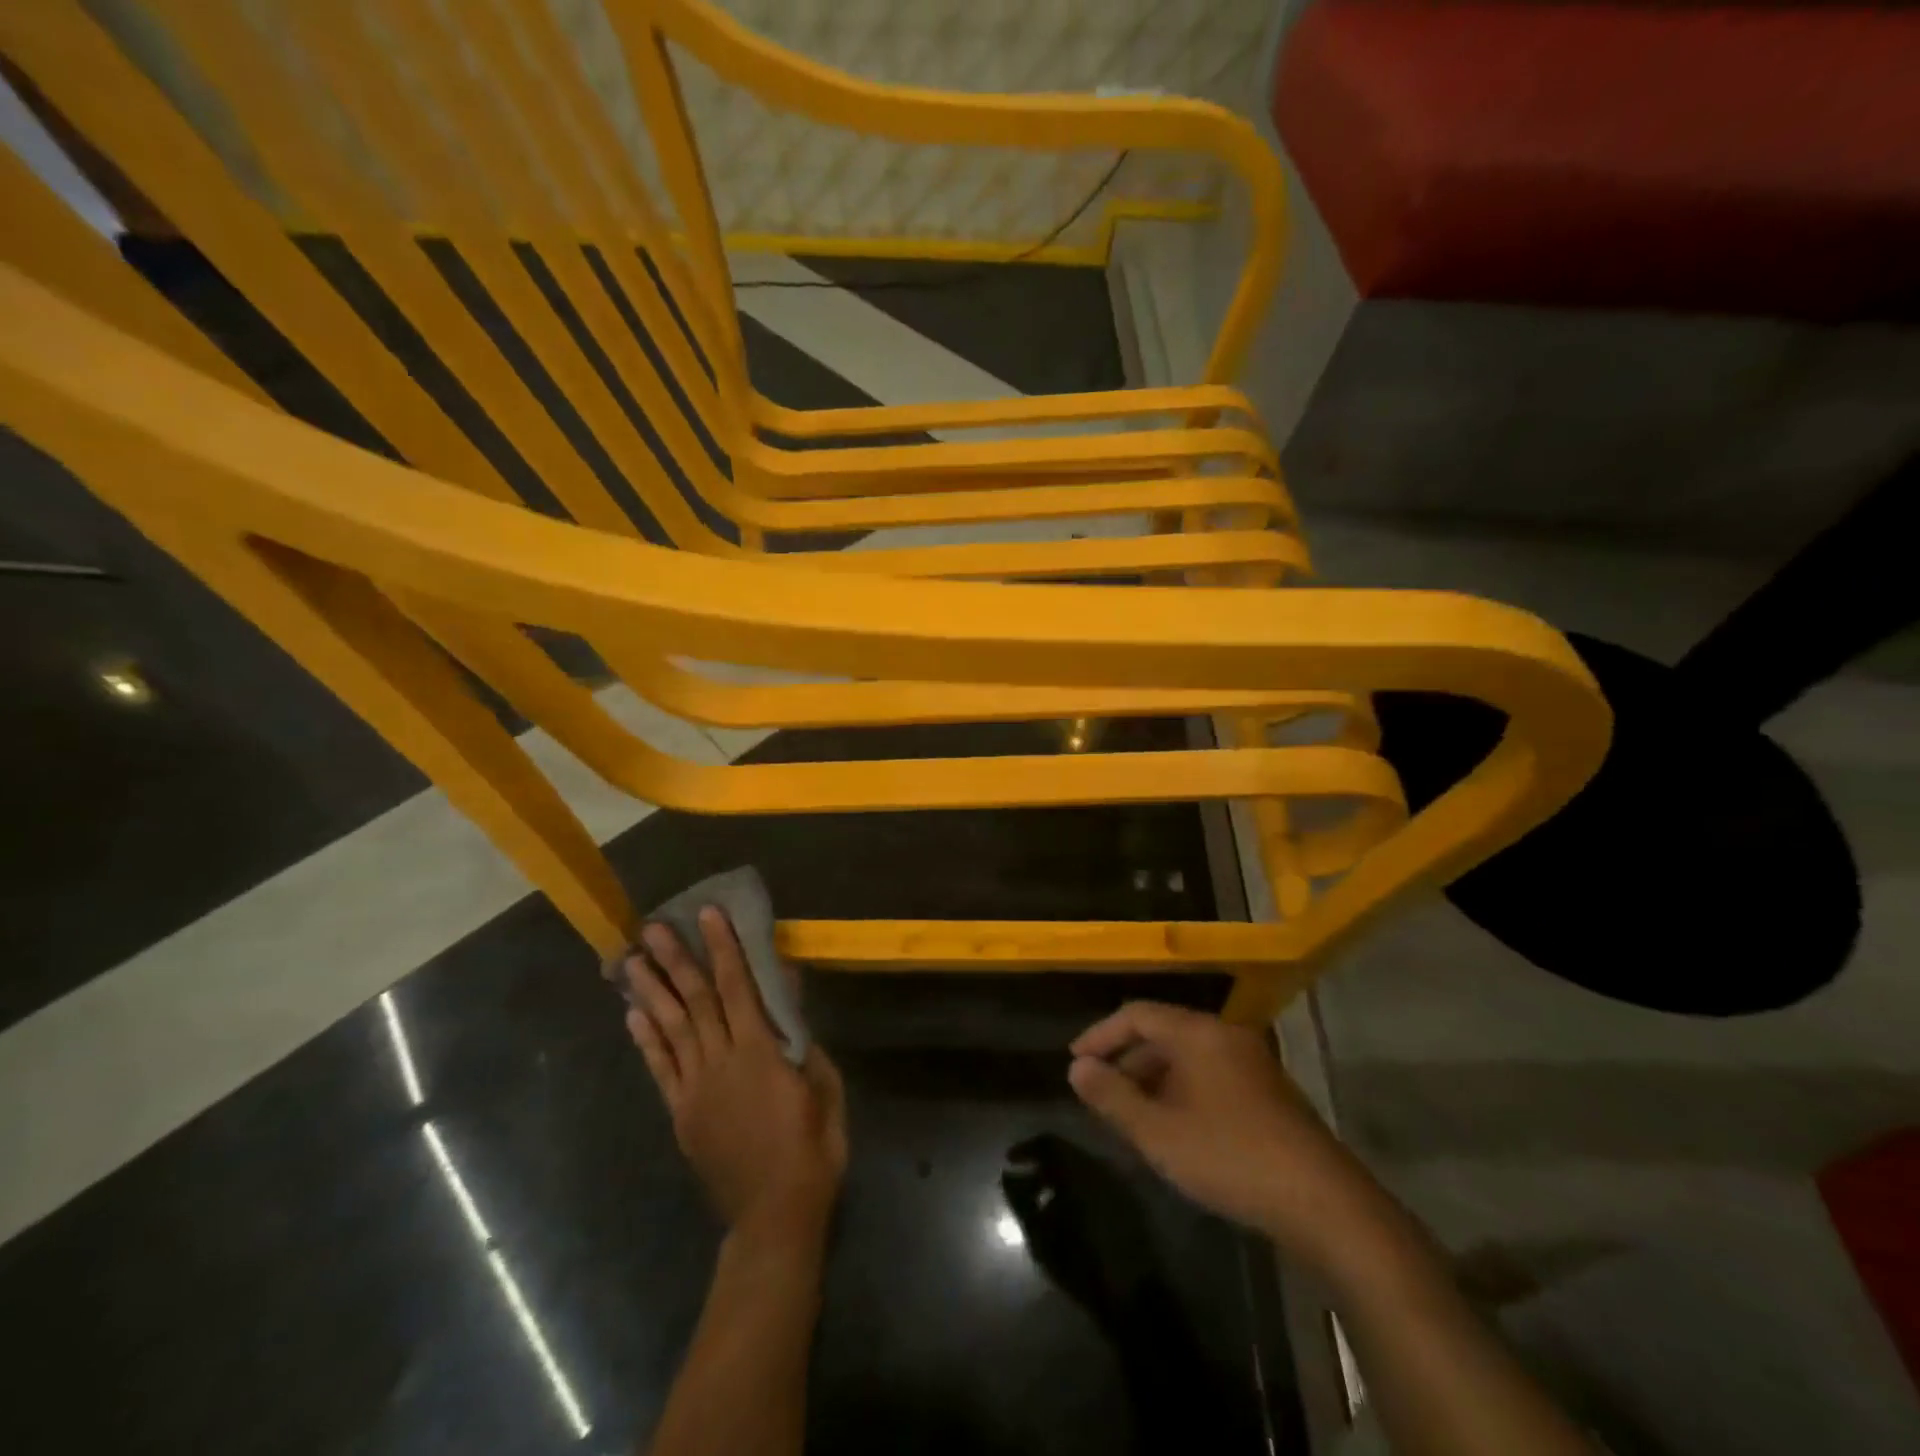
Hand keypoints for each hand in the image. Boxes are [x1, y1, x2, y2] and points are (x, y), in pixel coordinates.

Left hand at [624, 908, 846, 1252]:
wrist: (775, 1213)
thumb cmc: (813, 1144)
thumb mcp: (823, 1085)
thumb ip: (801, 1036)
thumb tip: (788, 990)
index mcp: (759, 1052)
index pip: (738, 987)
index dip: (724, 948)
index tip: (709, 915)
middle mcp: (720, 1062)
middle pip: (696, 1001)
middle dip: (675, 960)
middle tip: (652, 928)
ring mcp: (694, 1089)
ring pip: (671, 1029)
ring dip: (651, 991)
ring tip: (632, 961)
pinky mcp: (681, 1113)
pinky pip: (661, 1068)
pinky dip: (646, 1040)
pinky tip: (634, 1015)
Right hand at [1068, 1001, 1398, 1275]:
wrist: (1324, 1203)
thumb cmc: (1230, 1157)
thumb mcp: (1158, 1132)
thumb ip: (1112, 1097)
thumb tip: (1077, 1069)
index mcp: (1198, 1033)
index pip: (1137, 1014)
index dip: (1101, 1035)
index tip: (1076, 1063)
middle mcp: (1226, 1036)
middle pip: (1163, 1032)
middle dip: (1127, 1060)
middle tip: (1101, 1094)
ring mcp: (1252, 1063)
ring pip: (1188, 1056)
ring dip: (1154, 1079)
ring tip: (1132, 1116)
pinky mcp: (1269, 1093)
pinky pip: (1210, 1075)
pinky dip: (1182, 1091)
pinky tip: (1176, 1129)